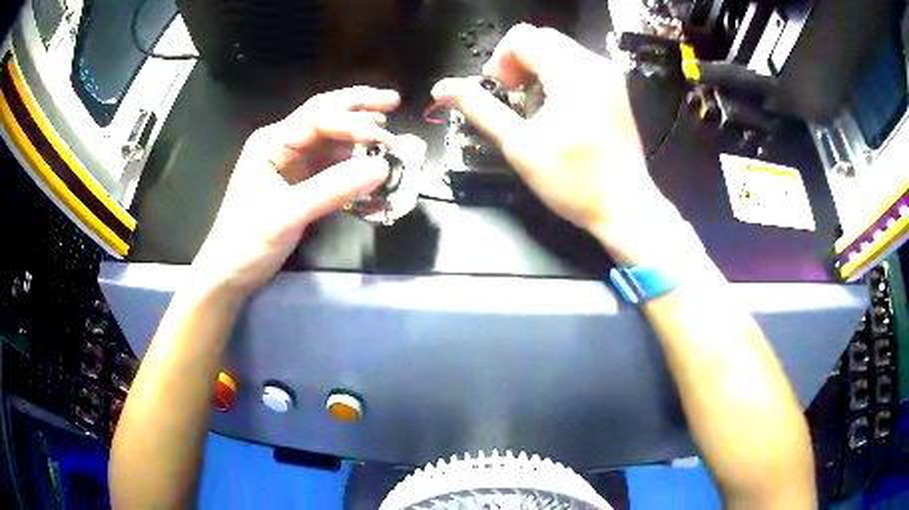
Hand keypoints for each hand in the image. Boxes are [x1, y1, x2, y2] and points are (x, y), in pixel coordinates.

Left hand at [191, 87, 400, 299]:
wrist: (228, 274)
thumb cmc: (248, 241)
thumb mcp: (289, 213)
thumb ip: (334, 188)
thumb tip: (383, 167)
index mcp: (272, 141)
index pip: (319, 118)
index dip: (354, 122)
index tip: (385, 137)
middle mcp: (281, 145)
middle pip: (324, 115)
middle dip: (358, 106)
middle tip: (394, 101)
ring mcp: (289, 164)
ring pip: (329, 139)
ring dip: (357, 134)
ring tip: (387, 132)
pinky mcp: (297, 184)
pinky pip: (328, 165)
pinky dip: (350, 161)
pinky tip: (367, 161)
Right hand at [432, 24, 686, 263]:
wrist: (625, 206)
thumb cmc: (574, 182)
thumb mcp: (520, 146)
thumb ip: (480, 109)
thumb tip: (441, 88)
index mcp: (572, 73)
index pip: (522, 37)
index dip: (500, 60)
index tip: (499, 92)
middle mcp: (594, 64)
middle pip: (540, 37)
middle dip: (516, 60)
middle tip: (511, 96)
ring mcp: (608, 75)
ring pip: (558, 48)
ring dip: (534, 67)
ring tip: (531, 104)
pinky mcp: (614, 87)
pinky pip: (575, 63)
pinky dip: (555, 74)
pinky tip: (554, 105)